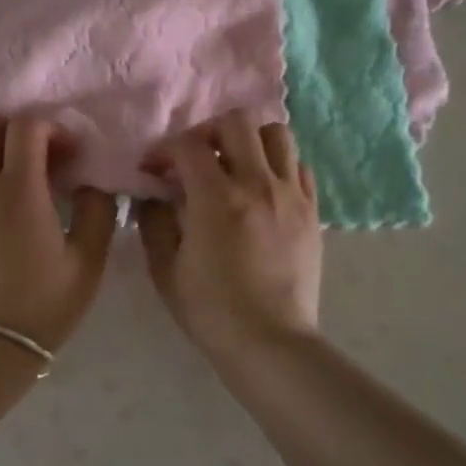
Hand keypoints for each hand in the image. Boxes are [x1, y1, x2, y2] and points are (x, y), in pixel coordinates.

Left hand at [0, 115, 117, 350]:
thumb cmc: (43, 304)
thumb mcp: (88, 261)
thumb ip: (97, 210)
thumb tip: (93, 182)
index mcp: (19, 189)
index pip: (27, 126)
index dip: (51, 129)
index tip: (67, 154)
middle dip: (13, 130)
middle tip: (34, 159)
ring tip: (8, 188)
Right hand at [137, 111, 321, 359]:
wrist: (270, 343)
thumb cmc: (211, 310)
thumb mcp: (165, 268)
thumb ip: (154, 222)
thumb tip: (153, 195)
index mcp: (217, 199)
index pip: (188, 145)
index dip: (164, 149)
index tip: (153, 169)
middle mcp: (258, 184)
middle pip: (237, 122)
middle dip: (207, 132)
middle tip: (194, 158)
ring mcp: (291, 195)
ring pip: (276, 134)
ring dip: (248, 140)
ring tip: (233, 165)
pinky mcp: (312, 211)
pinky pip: (299, 166)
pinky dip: (277, 165)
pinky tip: (262, 188)